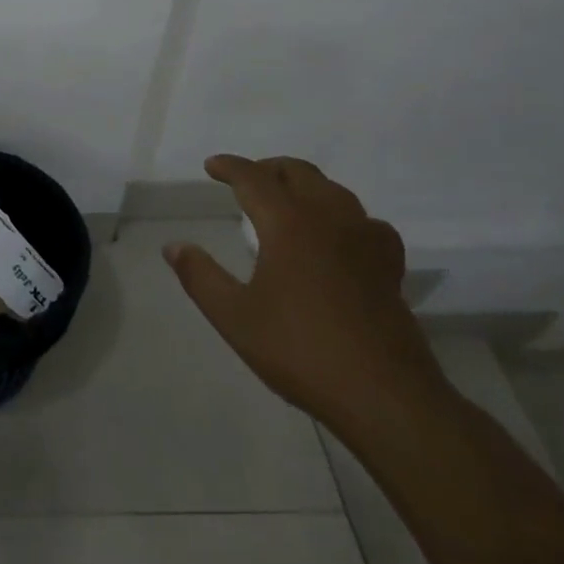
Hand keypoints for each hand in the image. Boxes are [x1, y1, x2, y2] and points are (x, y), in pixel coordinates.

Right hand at [163, 154, 444, 432]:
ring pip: (333, 191)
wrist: (385, 397)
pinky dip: (343, 216)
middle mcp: (330, 219)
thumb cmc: (301, 351)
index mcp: (289, 224)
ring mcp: (365, 240)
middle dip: (268, 169)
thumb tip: (174, 246)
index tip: (211, 166)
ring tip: (285, 202)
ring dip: (304, 186)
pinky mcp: (389, 266)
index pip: (254, 178)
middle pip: (299, 173)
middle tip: (245, 181)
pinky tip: (339, 236)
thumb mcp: (235, 318)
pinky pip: (365, 221)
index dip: (230, 167)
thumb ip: (200, 277)